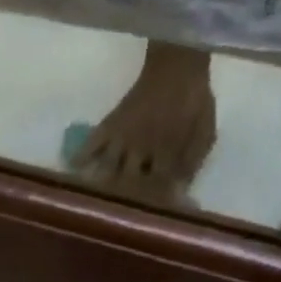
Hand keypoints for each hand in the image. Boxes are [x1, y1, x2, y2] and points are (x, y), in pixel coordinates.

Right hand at [70, 43, 216, 202]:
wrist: (178, 64)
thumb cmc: (194, 100)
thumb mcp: (206, 131)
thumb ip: (194, 161)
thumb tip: (181, 190)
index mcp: (166, 151)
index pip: (157, 186)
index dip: (154, 203)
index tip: (152, 217)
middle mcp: (140, 148)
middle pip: (128, 183)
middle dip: (126, 199)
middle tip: (122, 214)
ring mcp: (122, 138)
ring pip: (108, 169)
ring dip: (103, 187)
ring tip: (97, 203)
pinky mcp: (111, 125)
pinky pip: (92, 143)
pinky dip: (82, 157)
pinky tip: (75, 171)